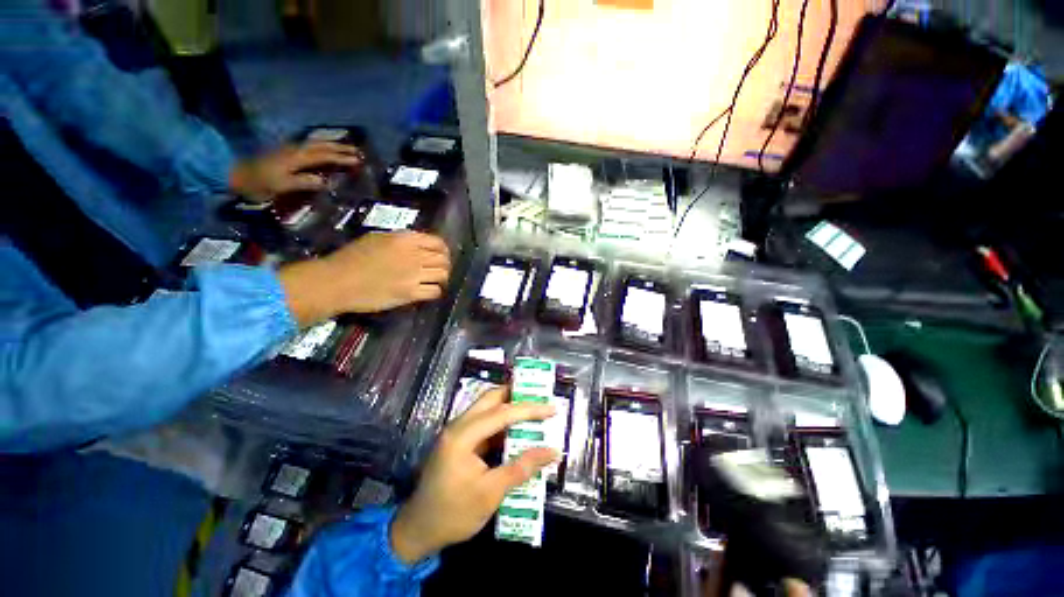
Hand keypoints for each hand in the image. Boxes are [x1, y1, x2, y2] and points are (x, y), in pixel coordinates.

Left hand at [229, 141, 361, 202]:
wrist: (235, 174)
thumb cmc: (260, 182)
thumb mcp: (282, 185)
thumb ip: (304, 182)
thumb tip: (326, 182)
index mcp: (297, 157)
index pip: (325, 156)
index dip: (342, 158)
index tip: (358, 161)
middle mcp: (295, 150)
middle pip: (322, 146)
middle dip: (340, 148)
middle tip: (358, 151)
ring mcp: (290, 149)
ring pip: (316, 144)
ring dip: (332, 145)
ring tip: (346, 148)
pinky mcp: (286, 152)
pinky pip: (309, 146)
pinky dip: (322, 147)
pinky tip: (325, 150)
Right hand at [277, 232, 450, 326]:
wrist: (337, 281)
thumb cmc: (351, 257)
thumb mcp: (377, 239)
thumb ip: (401, 241)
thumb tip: (418, 246)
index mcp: (405, 239)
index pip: (438, 242)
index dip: (443, 249)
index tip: (442, 255)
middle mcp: (414, 255)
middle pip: (443, 259)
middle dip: (445, 264)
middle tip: (439, 269)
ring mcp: (413, 275)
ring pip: (442, 275)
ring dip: (442, 278)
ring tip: (435, 280)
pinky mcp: (410, 293)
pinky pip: (434, 291)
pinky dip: (436, 291)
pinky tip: (429, 291)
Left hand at [390, 388, 557, 563]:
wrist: (417, 532)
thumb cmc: (452, 515)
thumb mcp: (491, 493)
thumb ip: (522, 468)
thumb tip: (552, 451)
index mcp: (462, 435)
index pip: (502, 413)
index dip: (529, 409)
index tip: (552, 408)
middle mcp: (458, 425)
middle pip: (491, 398)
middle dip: (517, 395)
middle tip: (540, 398)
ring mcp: (458, 432)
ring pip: (487, 408)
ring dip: (510, 407)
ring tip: (534, 410)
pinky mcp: (461, 441)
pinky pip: (485, 423)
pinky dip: (503, 423)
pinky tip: (518, 430)